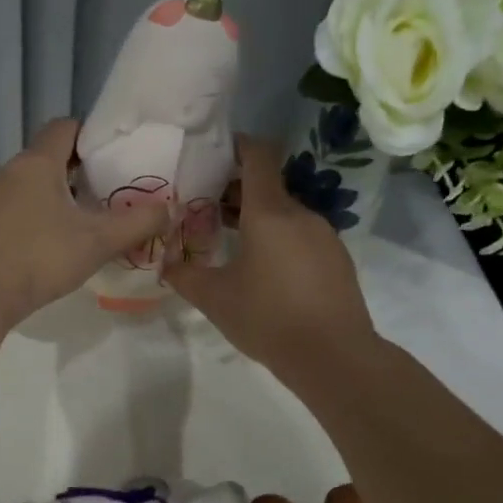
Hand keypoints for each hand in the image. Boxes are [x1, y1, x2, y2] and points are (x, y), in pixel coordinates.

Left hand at [0, 118, 169, 327]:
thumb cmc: (41, 258)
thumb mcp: (98, 242)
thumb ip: (138, 223)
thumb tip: (169, 209)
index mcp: (37, 162)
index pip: (66, 127)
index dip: (92, 136)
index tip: (115, 157)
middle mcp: (9, 170)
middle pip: (48, 156)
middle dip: (79, 170)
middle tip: (108, 192)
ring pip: (30, 183)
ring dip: (56, 194)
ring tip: (83, 220)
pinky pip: (14, 206)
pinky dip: (35, 214)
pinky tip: (50, 242)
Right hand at [163, 135, 374, 377]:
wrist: (333, 356)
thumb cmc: (267, 318)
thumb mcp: (214, 298)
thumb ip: (185, 275)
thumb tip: (166, 264)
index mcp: (269, 213)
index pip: (257, 156)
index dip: (237, 146)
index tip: (213, 152)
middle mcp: (300, 215)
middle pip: (267, 187)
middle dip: (236, 191)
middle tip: (205, 207)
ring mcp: (324, 236)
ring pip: (284, 214)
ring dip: (257, 219)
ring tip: (230, 242)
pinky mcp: (336, 259)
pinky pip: (301, 236)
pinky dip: (279, 240)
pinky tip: (264, 271)